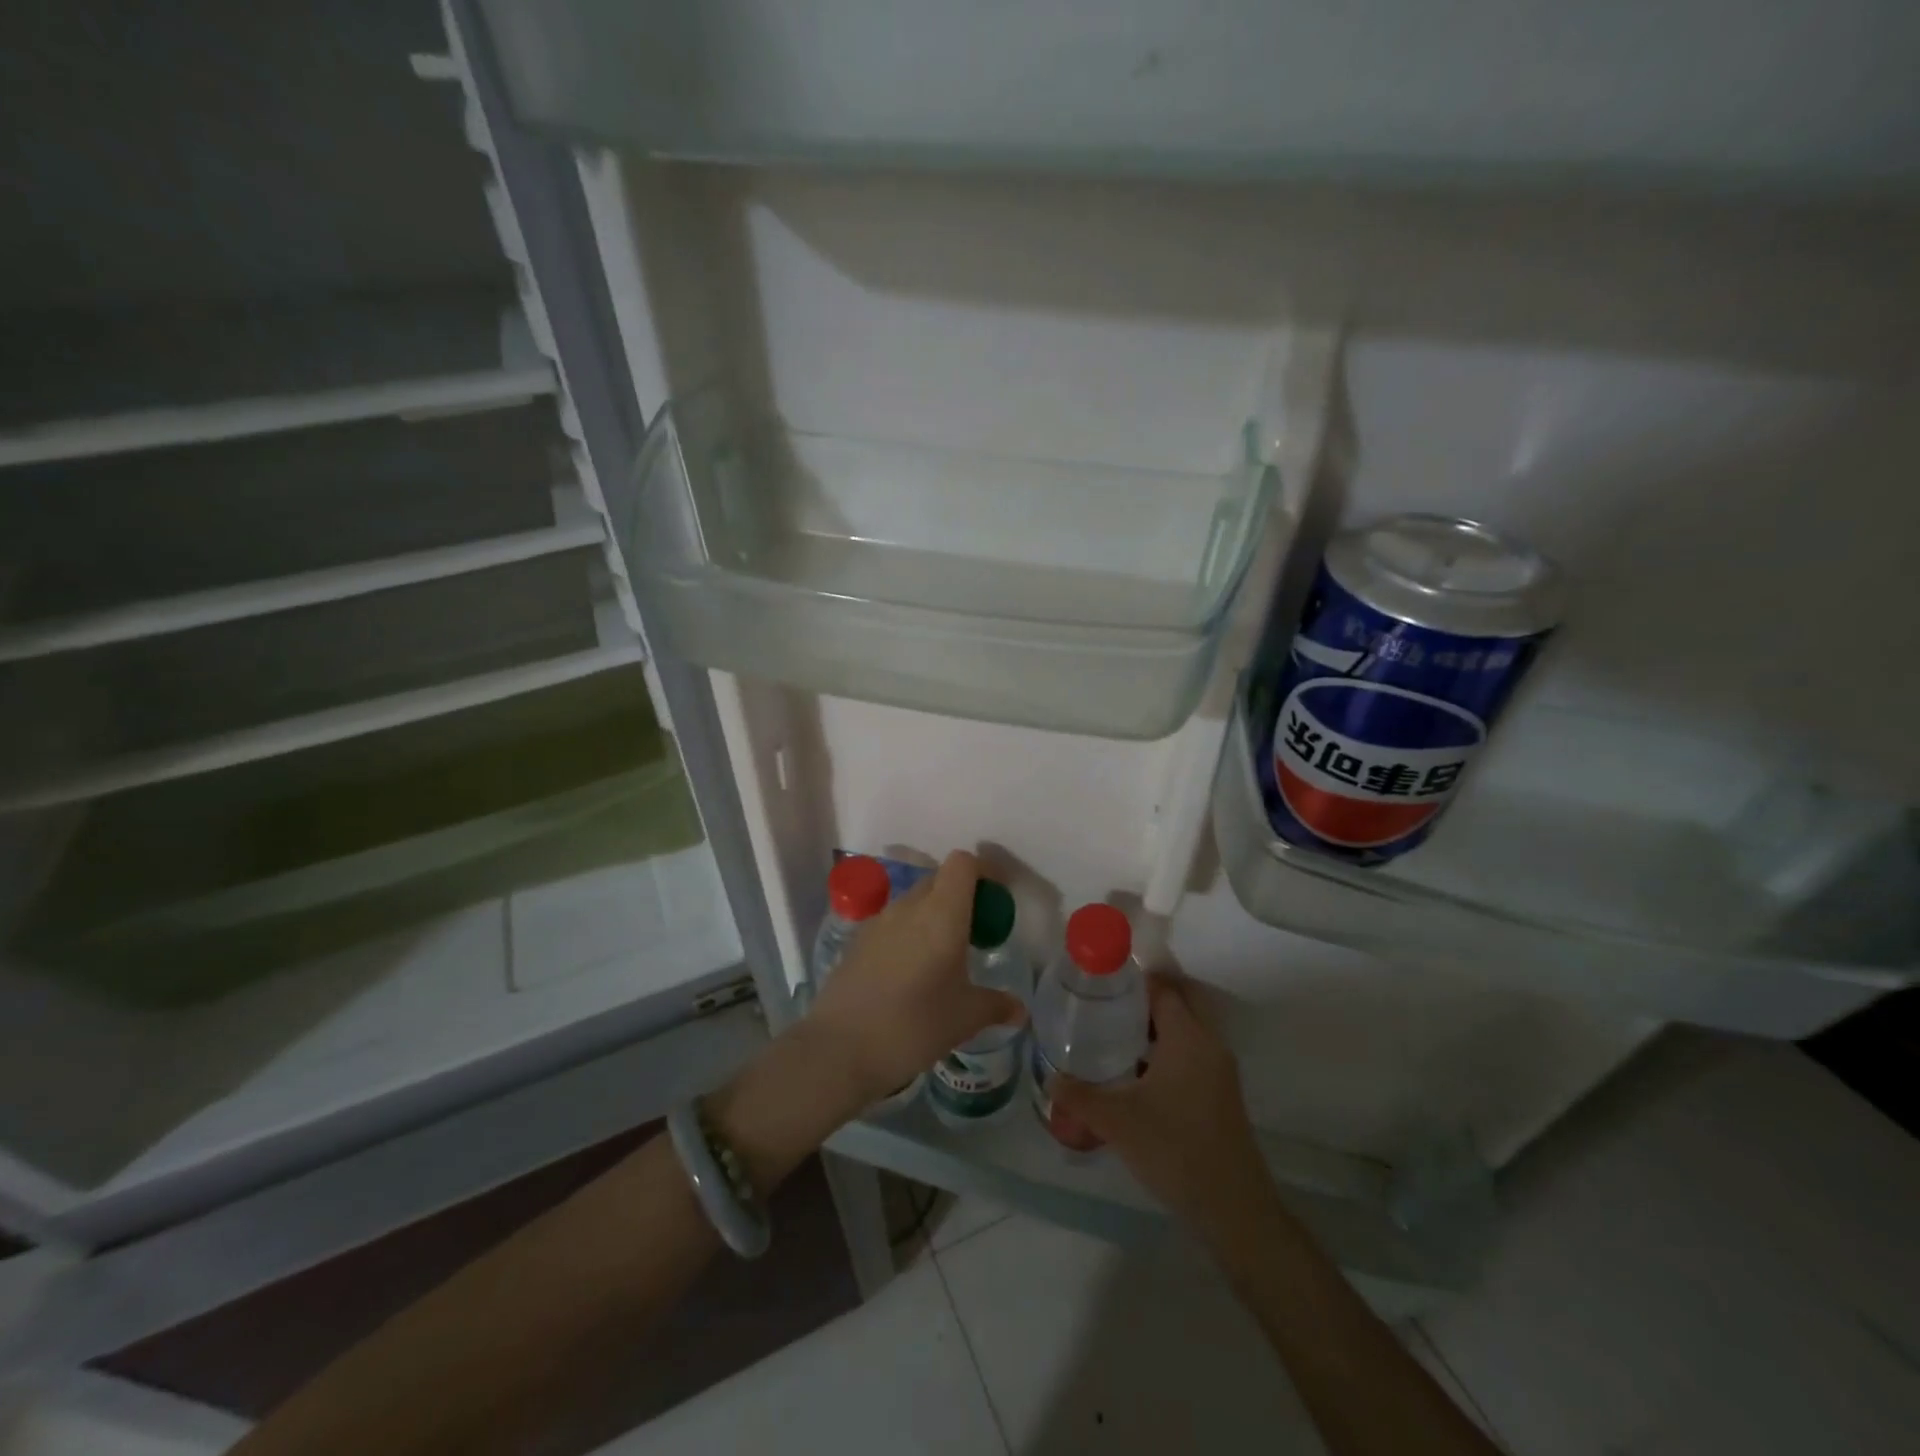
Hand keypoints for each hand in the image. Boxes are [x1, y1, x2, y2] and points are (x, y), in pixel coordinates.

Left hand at [805, 851, 1025, 1109]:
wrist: (839, 1048)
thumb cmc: (914, 1025)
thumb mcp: (965, 1018)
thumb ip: (996, 1006)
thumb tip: (1020, 1010)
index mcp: (942, 913)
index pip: (963, 863)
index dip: (983, 871)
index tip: (995, 900)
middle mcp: (909, 906)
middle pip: (939, 879)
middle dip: (961, 897)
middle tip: (975, 934)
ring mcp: (879, 921)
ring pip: (914, 901)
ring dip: (933, 915)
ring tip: (943, 956)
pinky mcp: (857, 940)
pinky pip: (892, 923)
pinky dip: (908, 933)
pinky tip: (910, 973)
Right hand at [1053, 973, 1278, 1240]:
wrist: (1233, 1208)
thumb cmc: (1174, 1149)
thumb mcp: (1117, 1121)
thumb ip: (1079, 1096)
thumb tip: (1050, 1078)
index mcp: (1188, 1036)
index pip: (1163, 988)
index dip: (1133, 980)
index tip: (1101, 983)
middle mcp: (1209, 1043)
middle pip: (1180, 1001)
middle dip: (1146, 998)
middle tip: (1108, 1005)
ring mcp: (1220, 1070)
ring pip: (1188, 1029)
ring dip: (1158, 1026)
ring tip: (1116, 1034)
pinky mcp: (1222, 1093)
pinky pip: (1194, 1052)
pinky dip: (1169, 1049)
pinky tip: (1140, 1072)